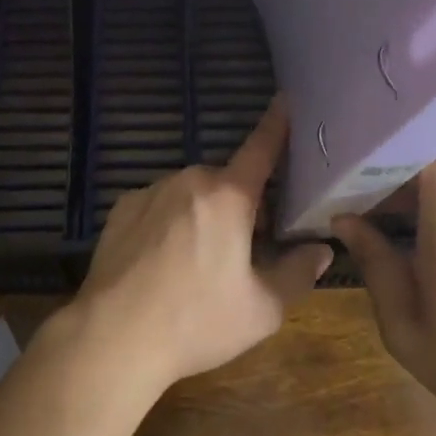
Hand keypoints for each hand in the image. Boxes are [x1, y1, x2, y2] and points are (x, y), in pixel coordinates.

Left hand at [67, 98, 333, 396]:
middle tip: (243, 250)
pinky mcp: (124, 206)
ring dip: (203, 213)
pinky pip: (159, 204)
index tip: (286, 98)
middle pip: (227, 182)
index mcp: (229, 196)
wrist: (114, 336)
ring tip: (197, 263)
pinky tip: (162, 261)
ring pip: (192, 193)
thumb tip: (321, 249)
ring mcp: (153, 189)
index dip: (277, 123)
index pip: (261, 148)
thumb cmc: (196, 321)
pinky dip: (169, 221)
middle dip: (240, 205)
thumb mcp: (262, 309)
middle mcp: (191, 179)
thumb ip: (298, 273)